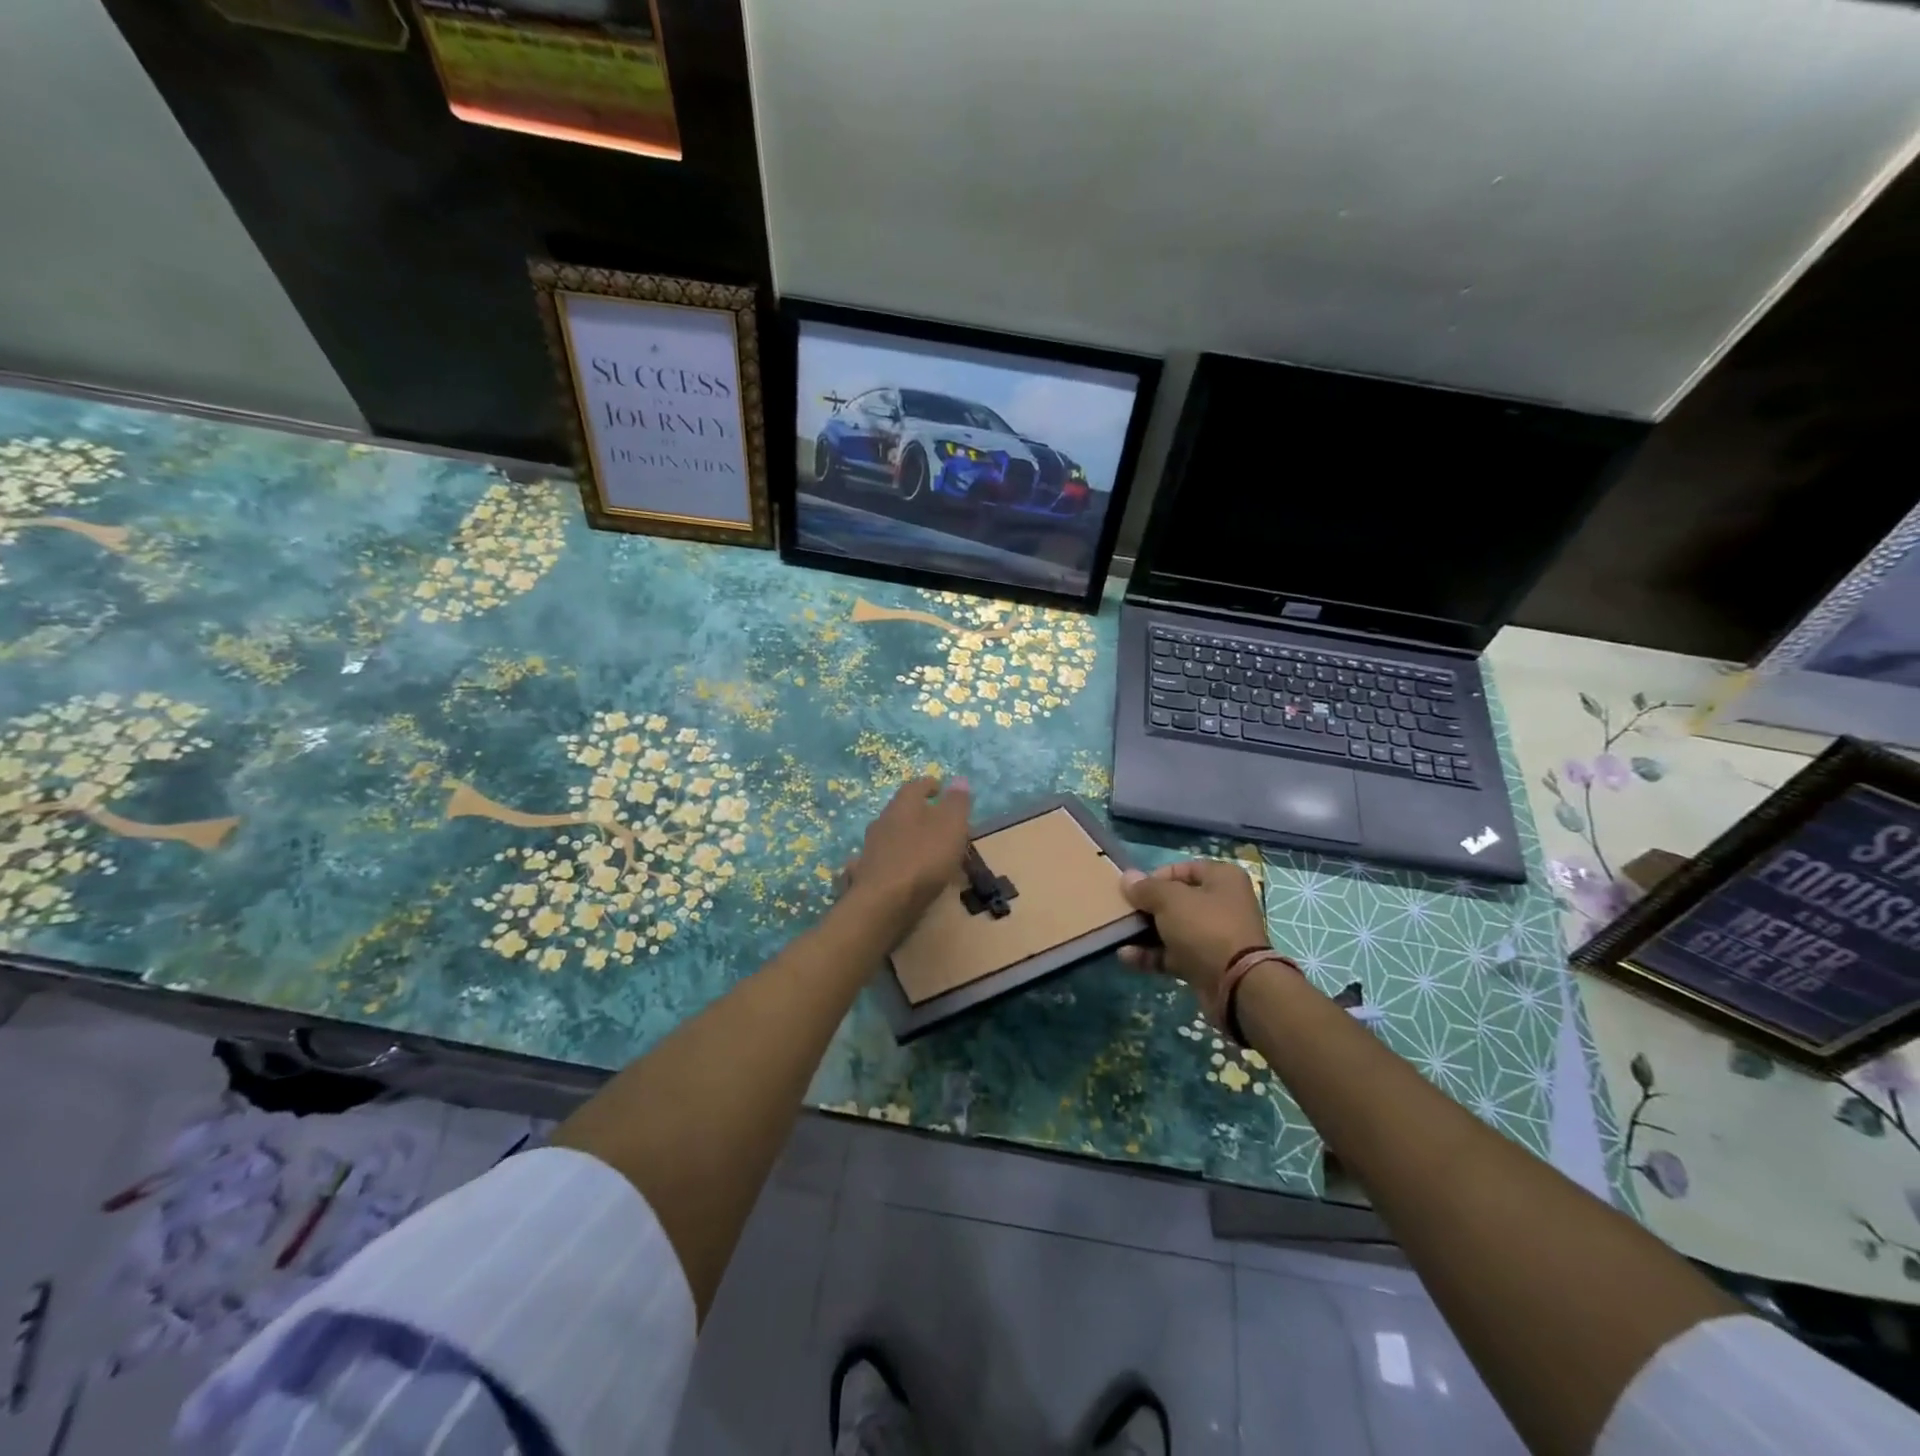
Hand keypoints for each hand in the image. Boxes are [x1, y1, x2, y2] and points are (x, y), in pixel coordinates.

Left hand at [842, 776, 972, 939]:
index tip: (940, 788)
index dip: (929, 785)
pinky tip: (902, 871)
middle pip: (902, 811)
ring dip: (907, 838)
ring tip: (925, 850)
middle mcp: (882, 821)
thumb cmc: (923, 859)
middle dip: (919, 814)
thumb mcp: (951, 827)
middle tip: (938, 822)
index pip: (915, 786)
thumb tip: (959, 780)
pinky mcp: (866, 874)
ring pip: (891, 835)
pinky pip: (884, 860)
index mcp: (903, 806)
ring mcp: (870, 849)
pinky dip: (895, 861)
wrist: (883, 904)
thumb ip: (956, 803)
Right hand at [1119, 859, 1268, 998]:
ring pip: (1172, 929)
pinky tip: (1126, 956)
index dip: (1155, 877)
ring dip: (1144, 933)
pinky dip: (1151, 955)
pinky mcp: (1205, 964)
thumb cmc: (1205, 927)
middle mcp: (1221, 904)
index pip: (1183, 869)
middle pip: (1176, 900)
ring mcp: (1213, 936)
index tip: (1134, 890)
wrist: (1236, 985)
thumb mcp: (1170, 900)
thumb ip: (1146, 888)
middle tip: (1123, 913)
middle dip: (1147, 908)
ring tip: (1118, 935)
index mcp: (1222, 879)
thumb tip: (1127, 878)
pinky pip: (1173, 954)